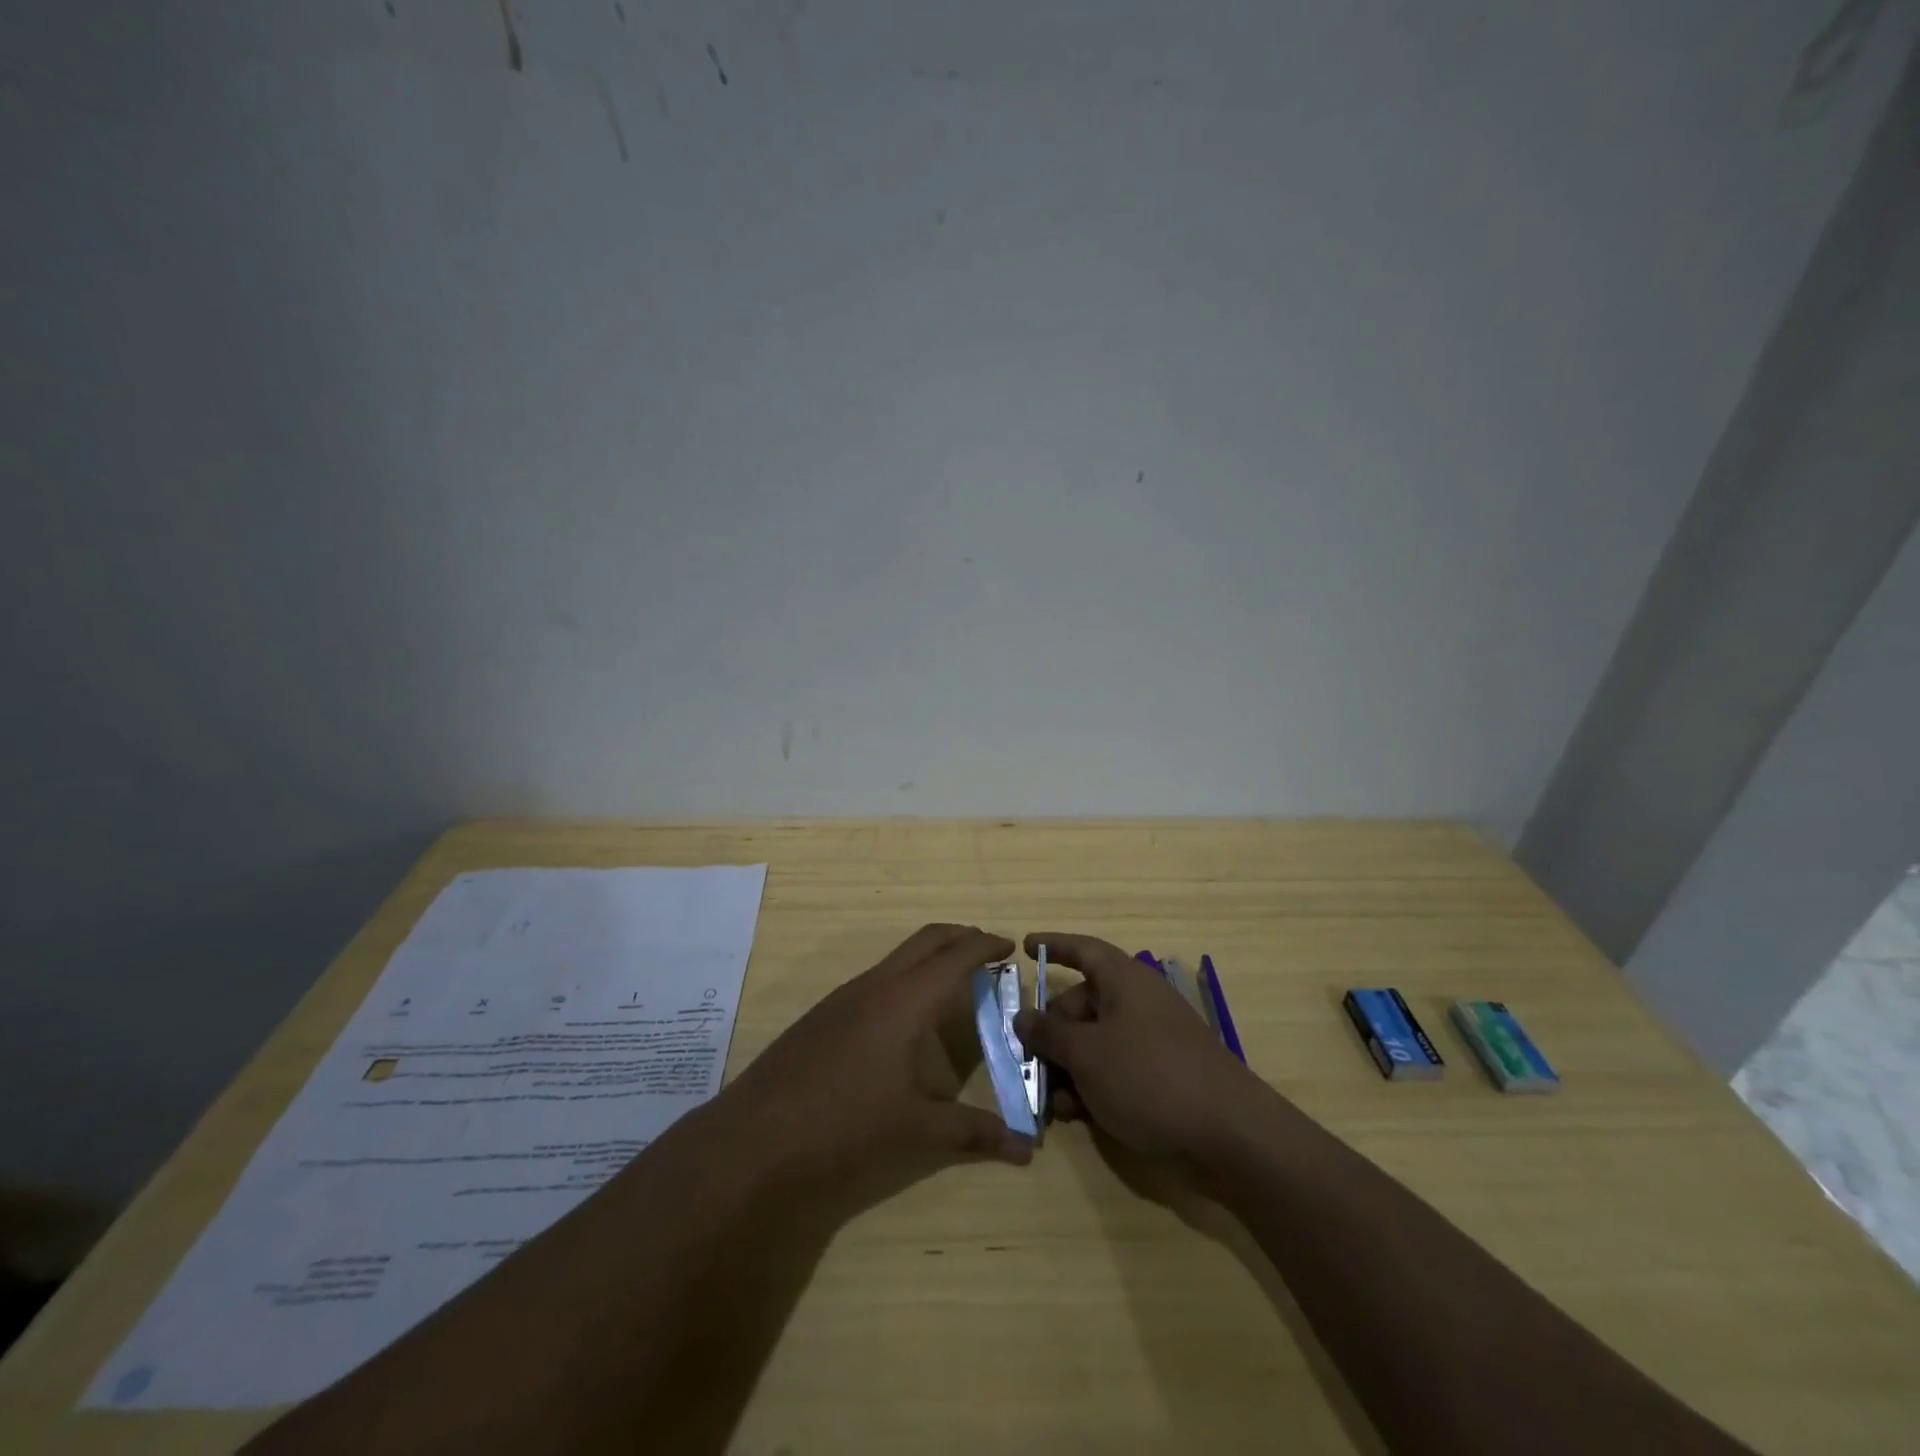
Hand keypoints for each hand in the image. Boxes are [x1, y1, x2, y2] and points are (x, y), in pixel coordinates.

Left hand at [714, 925, 1034, 1194]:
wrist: (754, 1140)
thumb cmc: (845, 1127)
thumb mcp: (917, 1132)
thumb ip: (975, 1132)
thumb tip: (1027, 1147)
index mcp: (903, 1000)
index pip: (955, 955)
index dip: (985, 946)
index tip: (1011, 947)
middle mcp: (874, 985)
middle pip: (925, 940)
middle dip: (960, 939)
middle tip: (989, 954)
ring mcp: (843, 997)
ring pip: (897, 959)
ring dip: (930, 959)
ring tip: (953, 987)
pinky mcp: (822, 1015)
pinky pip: (875, 980)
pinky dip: (904, 981)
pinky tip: (905, 1023)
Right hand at [1014, 932, 1263, 1162]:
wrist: (1229, 1133)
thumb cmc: (1149, 1076)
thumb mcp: (1087, 1054)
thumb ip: (1049, 1034)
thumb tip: (1023, 1017)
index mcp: (1124, 980)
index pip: (1083, 950)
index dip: (1053, 945)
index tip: (1025, 947)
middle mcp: (1137, 1002)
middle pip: (1082, 1004)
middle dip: (1052, 1032)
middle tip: (1028, 1061)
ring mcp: (1151, 1040)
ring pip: (1095, 1042)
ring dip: (1068, 1067)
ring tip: (1052, 1101)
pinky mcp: (1162, 1075)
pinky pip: (1115, 1068)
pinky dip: (1092, 1085)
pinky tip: (1076, 1115)